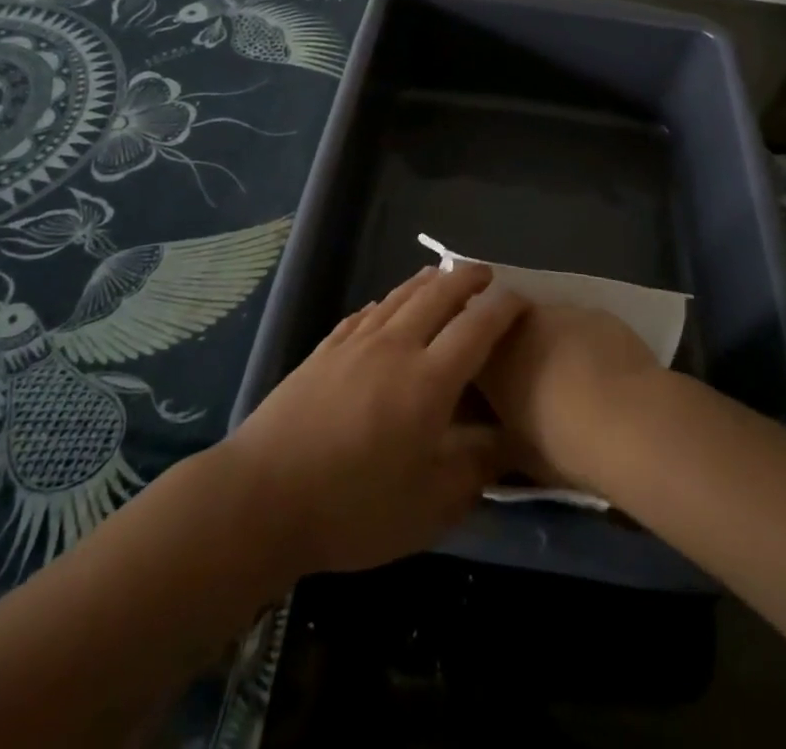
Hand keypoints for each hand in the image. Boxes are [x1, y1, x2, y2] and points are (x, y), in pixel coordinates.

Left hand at [222, 263, 525, 577]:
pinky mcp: (325, 350)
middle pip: (439, 294)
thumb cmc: (353, 509)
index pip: (478, 327)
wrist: (262, 497)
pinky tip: (388, 306)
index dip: (505, 307)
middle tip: (487, 276)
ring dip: (428, 281)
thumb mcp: (429, 508)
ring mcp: (355, 343)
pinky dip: (388, 301)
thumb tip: (508, 441)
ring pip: (400, 296)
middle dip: (468, 279)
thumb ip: (475, 469)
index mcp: (429, 380)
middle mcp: (396, 347)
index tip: (523, 300)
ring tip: (443, 276)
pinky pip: (366, 312)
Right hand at [476, 302, 661, 492]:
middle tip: (529, 383)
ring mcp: (558, 312)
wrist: (631, 420)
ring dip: (547, 342)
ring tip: (568, 377)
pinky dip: (582, 342)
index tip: (489, 392)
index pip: (471, 354)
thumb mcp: (517, 452)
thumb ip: (499, 432)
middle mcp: (516, 324)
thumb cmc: (564, 444)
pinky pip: (579, 325)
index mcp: (488, 358)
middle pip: (507, 330)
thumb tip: (497, 429)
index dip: (480, 371)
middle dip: (513, 349)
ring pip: (544, 323)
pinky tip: (601, 371)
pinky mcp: (596, 312)